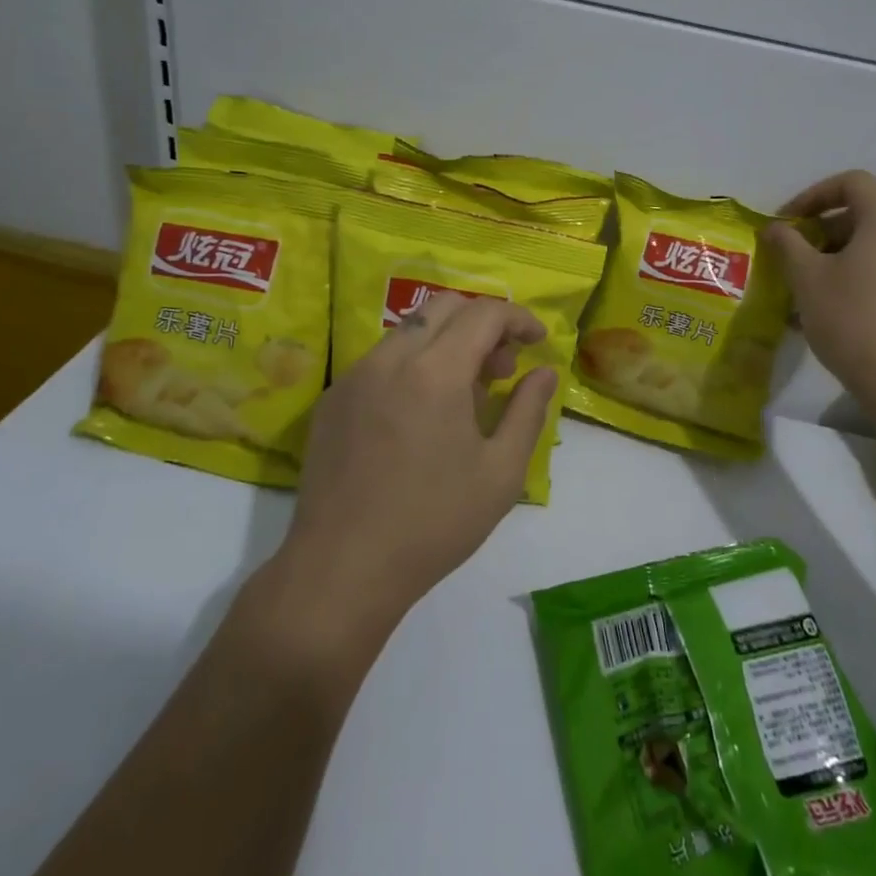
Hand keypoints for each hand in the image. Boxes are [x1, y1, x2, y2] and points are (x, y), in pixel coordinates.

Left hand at [281, 293, 556, 638]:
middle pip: (443, 306)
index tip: (538, 340)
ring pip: (409, 330)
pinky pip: (381, 360)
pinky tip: (420, 414)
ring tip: (464, 394)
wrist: (342, 569)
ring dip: (446, 342)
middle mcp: (390, 359)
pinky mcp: (331, 399)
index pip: (484, 314)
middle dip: (482, 323)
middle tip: (501, 367)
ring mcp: (353, 377)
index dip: (518, 318)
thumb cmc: (433, 523)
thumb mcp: (501, 473)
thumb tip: (543, 372)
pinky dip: (413, 364)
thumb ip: (528, 411)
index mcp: (436, 372)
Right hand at [767, 170, 875, 422]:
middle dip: (823, 231)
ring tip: (808, 288)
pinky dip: (862, 274)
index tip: (786, 224)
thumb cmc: (852, 319)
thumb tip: (775, 228)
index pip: (852, 183)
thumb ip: (787, 243)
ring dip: (839, 256)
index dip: (812, 196)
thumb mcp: (807, 278)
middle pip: (866, 213)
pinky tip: (835, 308)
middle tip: (792, 258)